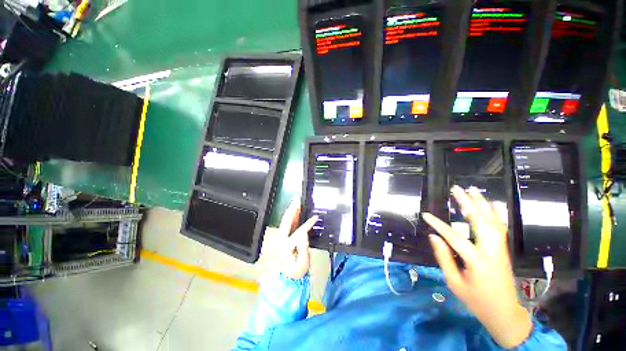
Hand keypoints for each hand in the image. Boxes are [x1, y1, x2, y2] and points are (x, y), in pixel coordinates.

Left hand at [277, 200, 317, 279]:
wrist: (288, 278)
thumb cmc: (296, 272)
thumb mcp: (303, 263)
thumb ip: (303, 248)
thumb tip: (304, 233)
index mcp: (286, 246)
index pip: (299, 231)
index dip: (308, 224)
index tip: (315, 218)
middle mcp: (282, 240)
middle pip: (287, 221)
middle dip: (292, 209)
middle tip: (297, 200)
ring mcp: (281, 239)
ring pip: (286, 221)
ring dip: (291, 211)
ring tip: (297, 203)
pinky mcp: (284, 238)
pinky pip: (288, 224)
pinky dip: (292, 216)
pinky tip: (296, 213)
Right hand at [422, 186, 531, 348]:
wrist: (504, 313)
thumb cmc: (476, 300)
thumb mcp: (454, 282)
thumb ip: (444, 258)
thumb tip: (434, 237)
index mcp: (477, 260)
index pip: (454, 237)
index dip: (438, 224)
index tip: (425, 215)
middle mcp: (491, 250)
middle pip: (480, 222)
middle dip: (468, 203)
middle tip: (457, 189)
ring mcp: (500, 249)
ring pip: (492, 222)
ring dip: (482, 204)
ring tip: (473, 190)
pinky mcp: (503, 250)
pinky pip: (501, 228)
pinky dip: (498, 214)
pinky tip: (495, 203)